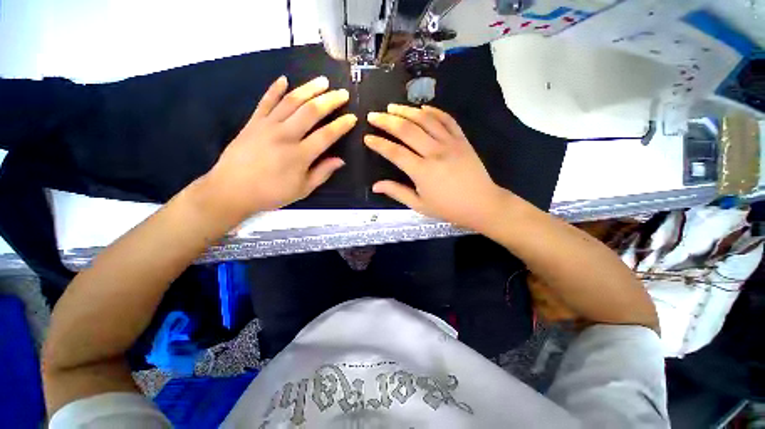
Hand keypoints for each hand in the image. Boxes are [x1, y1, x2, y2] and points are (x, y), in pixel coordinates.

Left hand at [201, 76, 355, 220]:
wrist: (231, 190)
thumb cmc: (271, 193)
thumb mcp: (302, 189)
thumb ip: (322, 173)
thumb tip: (340, 160)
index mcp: (300, 155)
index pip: (326, 135)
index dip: (341, 125)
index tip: (352, 117)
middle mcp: (285, 135)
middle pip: (311, 112)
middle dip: (330, 100)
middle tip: (342, 93)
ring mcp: (267, 126)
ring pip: (291, 101)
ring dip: (309, 89)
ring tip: (322, 81)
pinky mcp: (253, 122)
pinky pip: (265, 101)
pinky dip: (274, 89)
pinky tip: (284, 79)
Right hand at [365, 104, 509, 230]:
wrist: (482, 204)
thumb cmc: (448, 208)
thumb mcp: (419, 205)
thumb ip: (397, 192)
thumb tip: (375, 186)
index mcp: (422, 171)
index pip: (395, 152)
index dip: (379, 144)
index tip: (367, 137)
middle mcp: (434, 152)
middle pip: (407, 130)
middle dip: (387, 121)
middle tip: (374, 115)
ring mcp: (450, 143)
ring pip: (425, 120)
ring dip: (407, 111)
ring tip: (392, 107)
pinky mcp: (462, 139)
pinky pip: (447, 119)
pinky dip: (434, 111)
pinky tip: (422, 107)